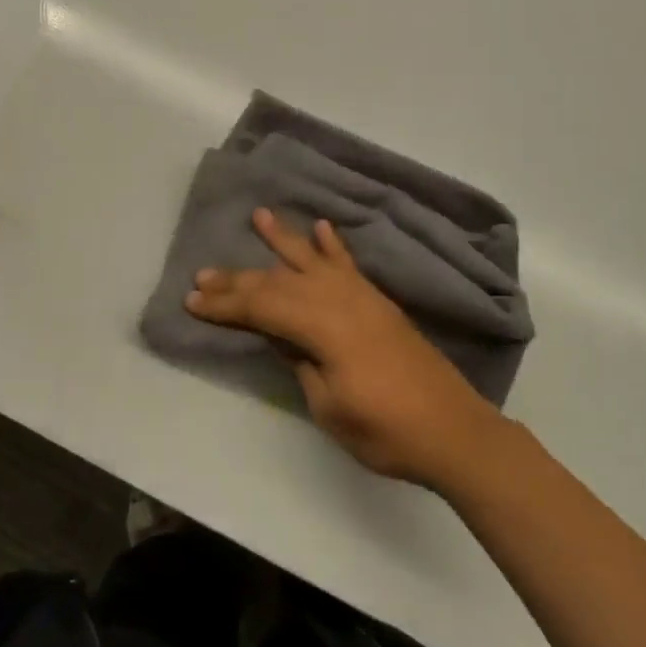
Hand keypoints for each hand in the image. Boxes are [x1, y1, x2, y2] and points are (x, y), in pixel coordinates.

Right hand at [185, 208, 509, 489]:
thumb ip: (301, 362)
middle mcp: (342, 300)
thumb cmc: (387, 431)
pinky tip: (322, 227)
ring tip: (259, 216)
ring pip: (312, 263)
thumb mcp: (329, 407)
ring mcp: (364, 297)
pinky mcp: (380, 303)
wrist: (453, 431)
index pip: (263, 307)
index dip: (226, 305)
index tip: (192, 301)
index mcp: (325, 327)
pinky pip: (350, 265)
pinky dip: (333, 246)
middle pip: (281, 282)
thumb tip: (280, 335)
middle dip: (240, 279)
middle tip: (203, 274)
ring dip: (283, 241)